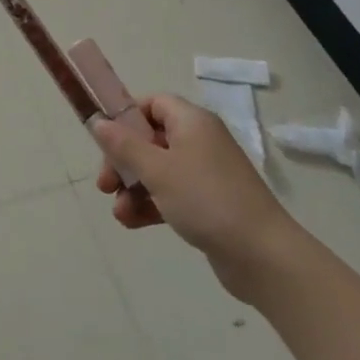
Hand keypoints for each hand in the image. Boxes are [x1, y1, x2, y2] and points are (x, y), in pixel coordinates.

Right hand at [93, 94, 304, 303]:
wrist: (262, 255)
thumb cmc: (205, 199)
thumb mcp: (157, 170)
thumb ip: (123, 145)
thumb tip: (98, 121)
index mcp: (192, 122)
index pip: (153, 103)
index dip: (126, 116)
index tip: (105, 138)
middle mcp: (200, 141)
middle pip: (151, 139)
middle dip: (123, 160)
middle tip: (105, 184)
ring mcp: (206, 174)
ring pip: (158, 170)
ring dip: (133, 188)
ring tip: (119, 212)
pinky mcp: (209, 204)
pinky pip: (171, 195)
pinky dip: (151, 204)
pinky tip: (132, 223)